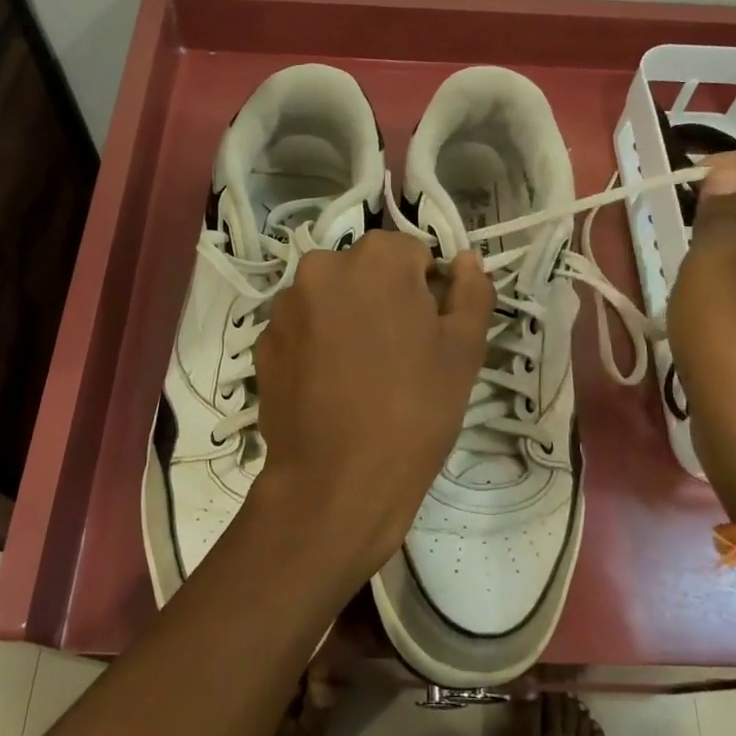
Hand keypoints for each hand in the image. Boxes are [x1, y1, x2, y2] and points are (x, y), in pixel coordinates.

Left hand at [248, 231, 494, 593]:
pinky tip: (331, 390)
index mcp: (376, 257)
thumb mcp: (464, 351)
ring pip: (332, 300)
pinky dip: (318, 346)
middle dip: (385, 300)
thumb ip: (473, 292)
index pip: (413, 254)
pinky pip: (303, 330)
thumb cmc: (414, 410)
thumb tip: (466, 261)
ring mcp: (285, 305)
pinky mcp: (263, 343)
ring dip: (348, 320)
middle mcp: (322, 266)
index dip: (428, 291)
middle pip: (367, 272)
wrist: (336, 482)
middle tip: (400, 357)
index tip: (431, 335)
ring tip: (362, 377)